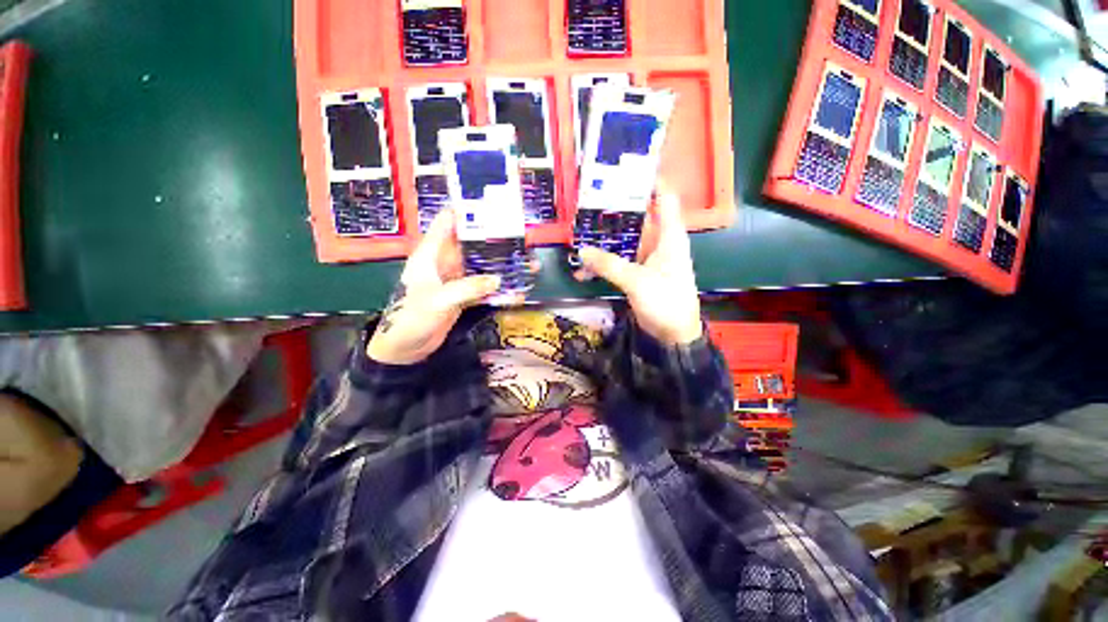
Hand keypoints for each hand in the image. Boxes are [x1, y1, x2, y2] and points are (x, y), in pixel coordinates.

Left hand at [367, 209, 509, 364]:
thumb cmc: (411, 319)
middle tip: (520, 239)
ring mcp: (456, 280)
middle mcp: (445, 262)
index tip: (494, 207)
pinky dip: (499, 288)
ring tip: (525, 264)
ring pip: (482, 266)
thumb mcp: (438, 300)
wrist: (405, 349)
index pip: (448, 223)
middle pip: (473, 244)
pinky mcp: (464, 295)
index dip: (468, 212)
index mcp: (431, 254)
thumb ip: (468, 288)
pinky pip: (484, 287)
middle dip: (496, 241)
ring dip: (502, 266)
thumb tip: (498, 280)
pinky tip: (516, 290)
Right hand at [574, 183, 702, 344]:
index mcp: (668, 236)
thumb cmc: (666, 302)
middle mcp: (658, 242)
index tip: (626, 170)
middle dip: (614, 211)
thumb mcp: (638, 281)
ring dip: (604, 241)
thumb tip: (582, 250)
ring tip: (579, 233)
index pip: (664, 199)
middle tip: (588, 202)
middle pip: (636, 218)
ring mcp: (646, 258)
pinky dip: (603, 264)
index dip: (650, 182)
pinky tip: (584, 269)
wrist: (674, 333)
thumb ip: (610, 265)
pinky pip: (618, 262)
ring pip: (623, 241)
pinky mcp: (637, 273)